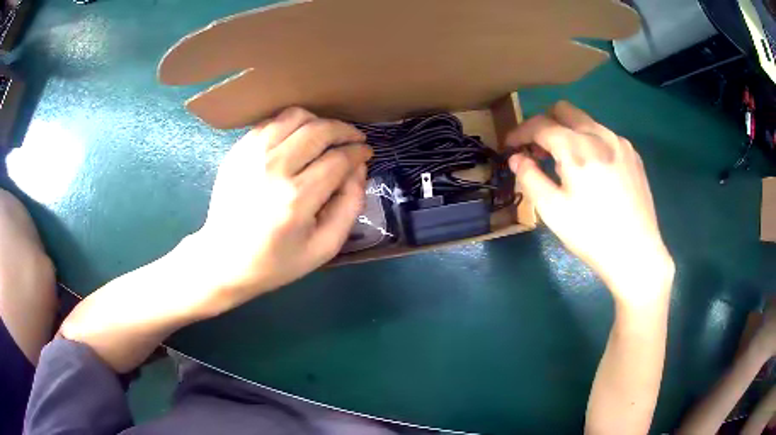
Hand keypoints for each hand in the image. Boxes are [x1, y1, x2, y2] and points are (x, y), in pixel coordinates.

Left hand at [190, 107, 370, 315]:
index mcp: (296, 198)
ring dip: (318, 121)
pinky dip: (291, 124)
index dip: (358, 152)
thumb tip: (359, 167)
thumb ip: (350, 205)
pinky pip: (271, 122)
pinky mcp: (237, 151)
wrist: (224, 261)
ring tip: (326, 136)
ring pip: (295, 116)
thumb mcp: (324, 247)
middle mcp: (273, 168)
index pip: (338, 159)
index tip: (366, 152)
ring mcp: (251, 155)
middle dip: (345, 130)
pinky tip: (297, 139)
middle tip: (354, 139)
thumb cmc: (276, 261)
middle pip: (319, 130)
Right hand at [507, 101, 672, 304]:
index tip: (510, 147)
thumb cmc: (591, 235)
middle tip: (538, 151)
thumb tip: (516, 158)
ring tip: (566, 164)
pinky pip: (604, 136)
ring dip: (568, 133)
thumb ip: (529, 176)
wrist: (636, 254)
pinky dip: (589, 143)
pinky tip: (592, 171)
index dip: (520, 132)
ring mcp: (620, 142)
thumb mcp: (552, 210)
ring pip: (585, 121)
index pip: (540, 124)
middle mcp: (599, 135)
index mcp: (577, 148)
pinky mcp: (633, 155)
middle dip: (544, 124)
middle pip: (564, 110)